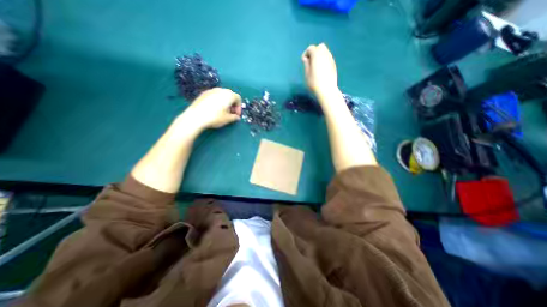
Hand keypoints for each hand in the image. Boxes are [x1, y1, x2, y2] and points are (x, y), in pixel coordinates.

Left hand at [181, 87, 240, 129]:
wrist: (196, 116)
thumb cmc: (215, 117)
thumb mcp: (228, 119)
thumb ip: (234, 117)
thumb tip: (236, 117)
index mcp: (229, 95)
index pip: (238, 98)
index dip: (239, 107)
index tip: (236, 115)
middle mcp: (221, 90)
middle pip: (230, 95)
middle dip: (232, 104)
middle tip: (230, 113)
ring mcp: (211, 90)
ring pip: (222, 95)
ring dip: (225, 102)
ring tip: (222, 112)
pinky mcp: (203, 93)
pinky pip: (214, 96)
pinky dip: (217, 101)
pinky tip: (213, 109)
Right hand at [301, 43, 339, 95]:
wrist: (327, 90)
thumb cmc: (314, 82)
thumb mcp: (307, 74)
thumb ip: (306, 64)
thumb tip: (306, 58)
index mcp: (317, 54)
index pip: (310, 48)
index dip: (306, 54)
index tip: (303, 62)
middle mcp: (325, 54)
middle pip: (320, 47)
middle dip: (314, 52)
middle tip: (311, 62)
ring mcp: (331, 59)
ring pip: (325, 52)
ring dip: (320, 56)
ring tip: (316, 66)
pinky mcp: (334, 65)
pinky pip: (328, 58)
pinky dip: (324, 60)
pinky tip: (321, 70)